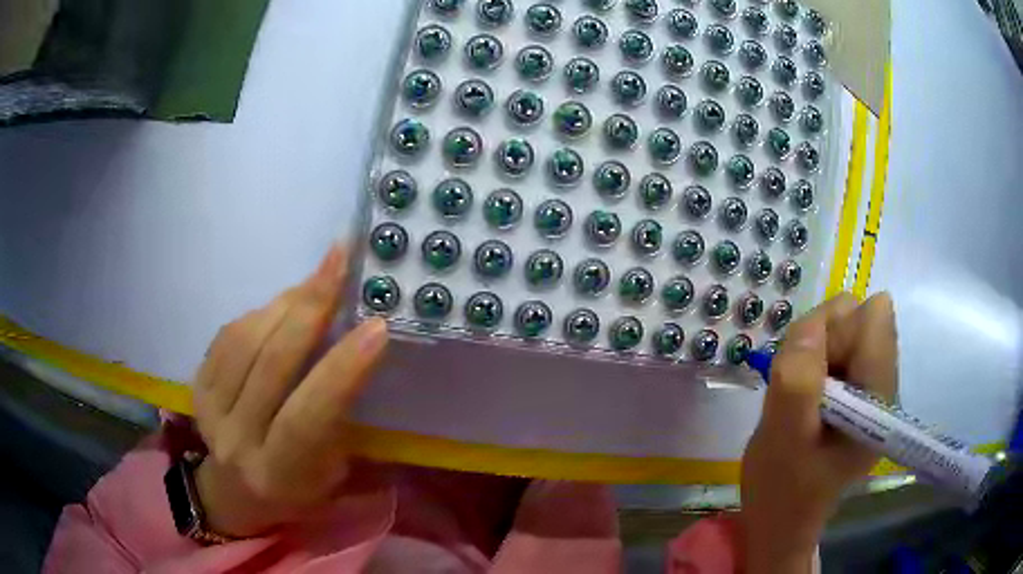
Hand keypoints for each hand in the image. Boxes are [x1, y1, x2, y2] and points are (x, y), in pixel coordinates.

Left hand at [191, 244, 388, 537]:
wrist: (235, 493)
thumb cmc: (298, 488)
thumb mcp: (331, 471)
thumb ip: (340, 417)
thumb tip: (351, 343)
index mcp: (280, 474)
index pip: (307, 417)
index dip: (341, 371)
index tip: (376, 326)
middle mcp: (238, 442)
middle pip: (270, 366)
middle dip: (310, 309)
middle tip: (339, 262)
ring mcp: (210, 412)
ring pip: (245, 342)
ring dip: (285, 302)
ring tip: (317, 279)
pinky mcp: (196, 387)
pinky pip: (226, 336)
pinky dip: (259, 312)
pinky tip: (283, 304)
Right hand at [739, 293, 897, 572]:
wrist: (781, 518)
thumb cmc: (782, 489)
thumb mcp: (782, 439)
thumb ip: (798, 381)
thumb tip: (812, 325)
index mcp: (879, 399)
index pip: (873, 319)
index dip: (834, 331)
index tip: (807, 369)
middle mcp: (884, 384)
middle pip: (859, 318)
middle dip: (820, 338)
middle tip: (797, 385)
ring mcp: (871, 385)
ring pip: (845, 327)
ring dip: (813, 349)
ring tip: (798, 394)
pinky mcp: (857, 388)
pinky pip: (837, 345)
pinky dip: (813, 358)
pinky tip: (804, 393)